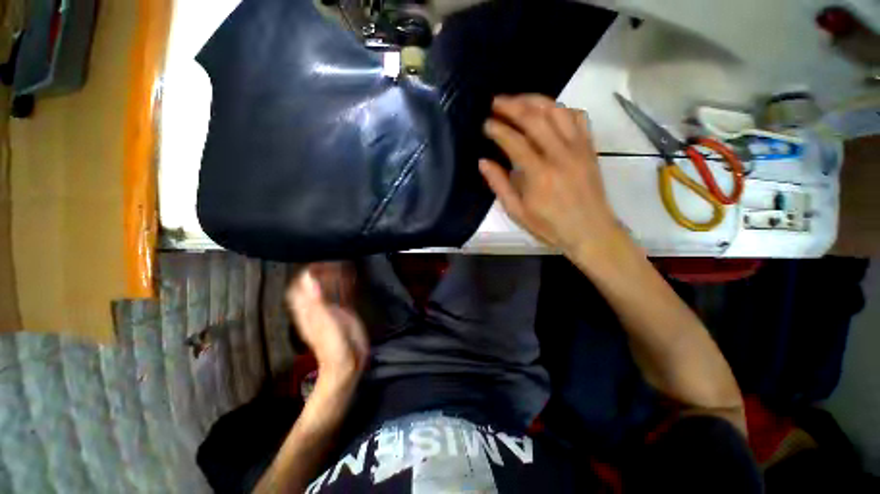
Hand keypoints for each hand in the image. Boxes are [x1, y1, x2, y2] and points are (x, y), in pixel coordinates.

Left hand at [286, 264, 368, 391]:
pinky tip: (351, 279)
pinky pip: (342, 295)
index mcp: (308, 309)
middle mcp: (316, 307)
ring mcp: (330, 310)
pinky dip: (345, 285)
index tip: (318, 261)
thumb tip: (308, 277)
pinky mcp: (344, 312)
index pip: (300, 286)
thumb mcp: (324, 322)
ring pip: (328, 288)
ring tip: (342, 264)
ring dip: (334, 276)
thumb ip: (316, 300)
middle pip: (314, 285)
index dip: (306, 273)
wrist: (348, 364)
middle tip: (333, 260)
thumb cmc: (334, 345)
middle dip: (322, 271)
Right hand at [480, 95, 623, 256]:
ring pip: (557, 111)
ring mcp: (578, 148)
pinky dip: (561, 109)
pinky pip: (578, 118)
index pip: (514, 141)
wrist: (590, 231)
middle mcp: (560, 155)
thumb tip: (483, 162)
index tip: (485, 124)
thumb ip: (499, 185)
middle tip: (496, 102)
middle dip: (513, 106)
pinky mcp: (589, 148)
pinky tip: (549, 112)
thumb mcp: (517, 212)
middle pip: (535, 118)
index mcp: (539, 174)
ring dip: (535, 101)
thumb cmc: (549, 226)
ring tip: (518, 100)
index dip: (497, 129)